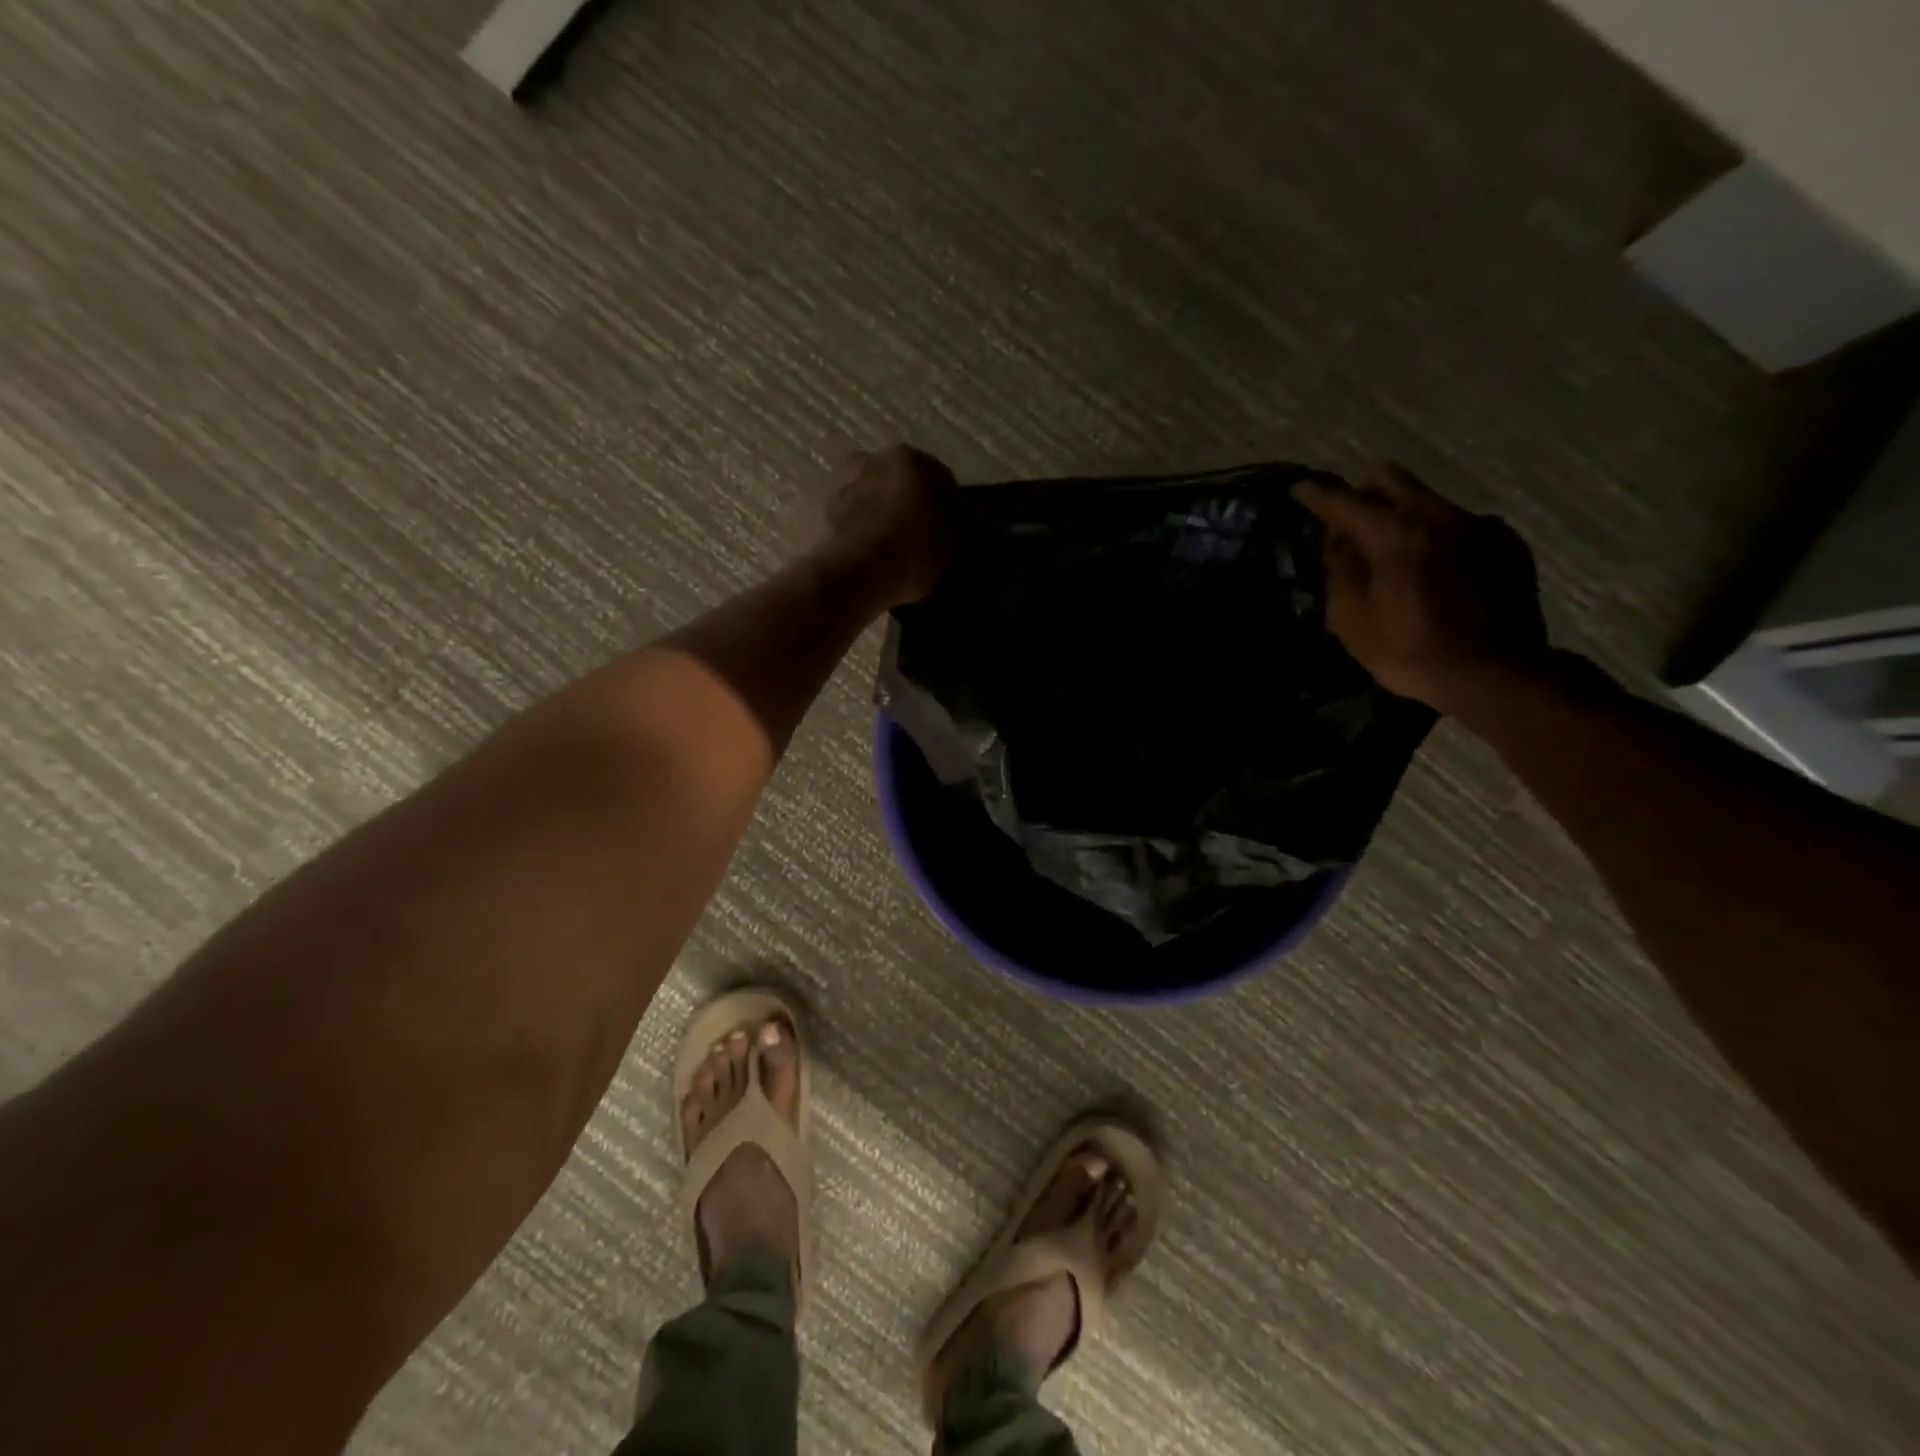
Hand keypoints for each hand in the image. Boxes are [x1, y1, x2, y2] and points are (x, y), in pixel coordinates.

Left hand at [818, 444, 957, 608]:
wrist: (843, 579)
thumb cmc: (906, 555)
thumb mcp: (949, 546)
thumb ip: (953, 525)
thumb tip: (948, 519)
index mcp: (908, 459)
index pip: (938, 476)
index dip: (947, 503)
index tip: (949, 528)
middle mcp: (868, 459)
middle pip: (894, 480)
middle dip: (904, 501)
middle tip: (912, 534)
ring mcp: (833, 482)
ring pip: (863, 496)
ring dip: (872, 512)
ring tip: (881, 547)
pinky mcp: (807, 509)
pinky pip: (838, 518)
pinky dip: (847, 530)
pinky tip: (856, 555)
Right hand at [1293, 463, 1549, 712]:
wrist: (1495, 674)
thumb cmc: (1411, 651)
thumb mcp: (1352, 621)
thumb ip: (1340, 572)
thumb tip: (1337, 542)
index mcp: (1395, 534)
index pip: (1344, 502)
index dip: (1317, 495)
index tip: (1299, 488)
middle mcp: (1439, 517)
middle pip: (1393, 479)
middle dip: (1365, 492)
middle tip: (1350, 521)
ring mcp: (1479, 527)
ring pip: (1429, 501)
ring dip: (1404, 518)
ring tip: (1396, 553)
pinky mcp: (1506, 544)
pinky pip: (1462, 525)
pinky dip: (1439, 538)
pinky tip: (1438, 571)